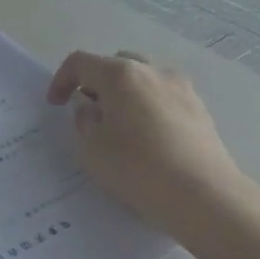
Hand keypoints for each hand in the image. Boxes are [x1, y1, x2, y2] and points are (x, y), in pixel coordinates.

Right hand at [46, 50, 246, 237]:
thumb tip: (90, 107)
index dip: (62, 80)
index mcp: (119, 74)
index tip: (56, 104)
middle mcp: (151, 71)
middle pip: (115, 64)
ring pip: (143, 78)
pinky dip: (148, 106)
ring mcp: (180, 87)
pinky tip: (148, 137)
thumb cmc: (137, 168)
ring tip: (120, 124)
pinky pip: (164, 96)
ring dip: (125, 93)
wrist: (203, 196)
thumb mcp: (92, 148)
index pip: (80, 62)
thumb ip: (84, 120)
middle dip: (97, 82)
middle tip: (89, 111)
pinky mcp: (200, 108)